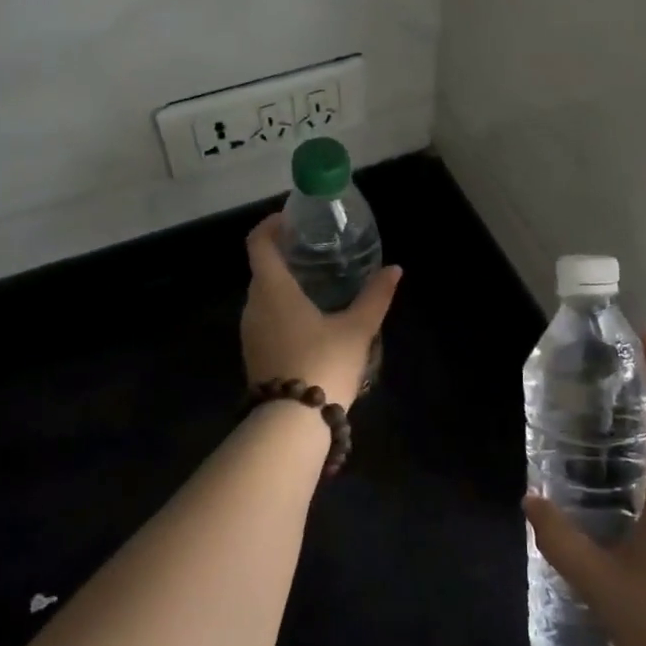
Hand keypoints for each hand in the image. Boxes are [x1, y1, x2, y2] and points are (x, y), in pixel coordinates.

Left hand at [240, 214, 400, 411]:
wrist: (292, 425)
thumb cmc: (323, 363)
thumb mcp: (357, 329)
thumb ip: (376, 297)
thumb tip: (395, 270)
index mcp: (272, 289)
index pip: (258, 243)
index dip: (271, 225)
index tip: (292, 220)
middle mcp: (253, 305)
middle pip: (261, 268)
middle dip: (283, 255)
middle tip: (314, 252)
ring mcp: (249, 333)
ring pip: (262, 296)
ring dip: (282, 285)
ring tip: (316, 284)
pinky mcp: (253, 355)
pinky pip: (264, 319)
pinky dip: (281, 309)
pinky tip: (309, 320)